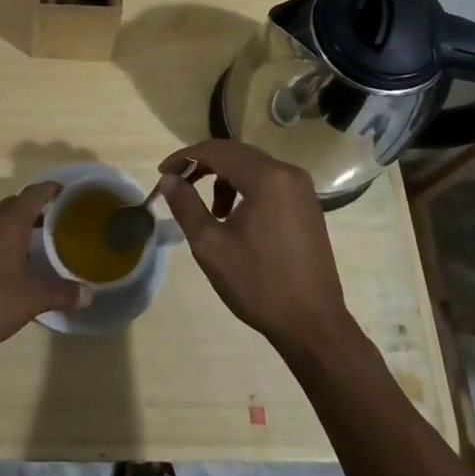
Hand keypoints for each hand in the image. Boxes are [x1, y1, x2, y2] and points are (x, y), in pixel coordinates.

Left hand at [0, 182, 89, 357]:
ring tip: (34, 242)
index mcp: (9, 223)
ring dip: (15, 224)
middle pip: (14, 203)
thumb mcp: (32, 299)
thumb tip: (89, 294)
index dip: (51, 189)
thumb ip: (62, 293)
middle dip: (35, 208)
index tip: (66, 193)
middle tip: (55, 221)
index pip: (34, 193)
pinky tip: (6, 263)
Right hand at [157, 140, 351, 352]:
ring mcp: (302, 188)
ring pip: (253, 167)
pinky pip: (269, 182)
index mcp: (266, 178)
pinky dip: (246, 188)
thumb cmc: (258, 284)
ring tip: (211, 211)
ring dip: (224, 178)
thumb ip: (186, 205)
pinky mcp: (307, 205)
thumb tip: (169, 179)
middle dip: (203, 164)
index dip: (185, 158)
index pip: (216, 151)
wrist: (312, 324)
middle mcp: (288, 173)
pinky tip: (236, 218)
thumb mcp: (210, 245)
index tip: (162, 173)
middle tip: (178, 183)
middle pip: (236, 153)